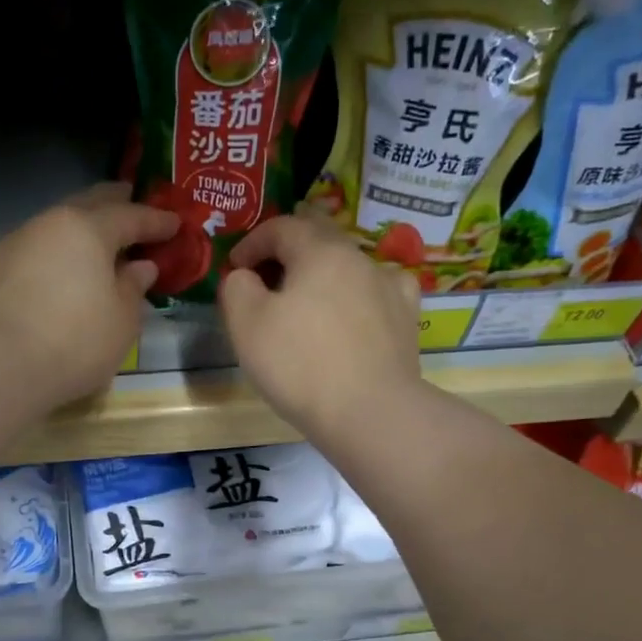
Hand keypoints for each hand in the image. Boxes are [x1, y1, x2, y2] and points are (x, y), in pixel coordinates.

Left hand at [0, 183, 175, 407]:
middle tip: (133, 202)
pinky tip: (63, 269)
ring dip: (81, 229)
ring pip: (57, 226)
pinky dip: (57, 253)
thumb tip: (139, 266)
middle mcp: (49, 224)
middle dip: (114, 203)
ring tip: (98, 242)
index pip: (130, 216)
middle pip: (88, 204)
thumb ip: (133, 287)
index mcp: (87, 228)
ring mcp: (16, 244)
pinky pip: (37, 250)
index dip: (156, 220)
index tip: (176, 223)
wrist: (0, 365)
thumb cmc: (76, 340)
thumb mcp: (122, 320)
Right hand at [219, 216, 421, 438]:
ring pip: (349, 268)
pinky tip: (353, 317)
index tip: (235, 268)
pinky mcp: (407, 321)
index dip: (251, 243)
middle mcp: (360, 258)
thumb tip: (245, 276)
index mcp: (321, 251)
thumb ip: (237, 287)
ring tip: (307, 306)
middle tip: (266, 283)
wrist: (370, 413)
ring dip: (322, 278)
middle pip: (319, 242)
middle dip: (287, 256)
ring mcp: (391, 288)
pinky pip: (378, 295)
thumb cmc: (300, 365)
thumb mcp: (247, 324)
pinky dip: (358, 298)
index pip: (281, 227)